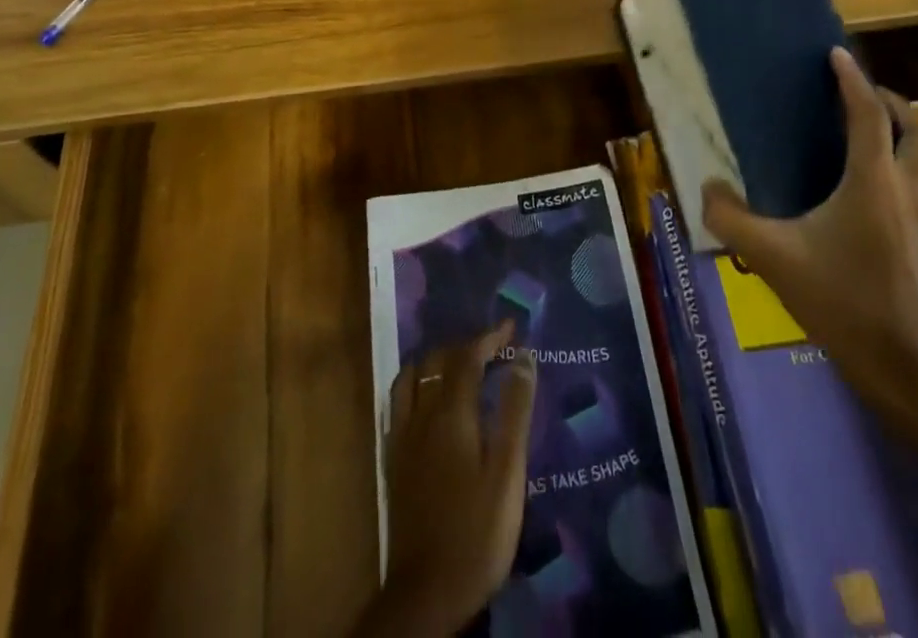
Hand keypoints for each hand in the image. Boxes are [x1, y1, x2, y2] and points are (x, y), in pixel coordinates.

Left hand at [356, 321, 536, 637]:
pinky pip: (399, 401)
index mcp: (451, 413)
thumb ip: (515, 411)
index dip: (489, 337)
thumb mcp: (508, 473)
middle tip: (492, 349)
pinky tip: (427, 400)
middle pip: (437, 361)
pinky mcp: (393, 459)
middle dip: (464, 347)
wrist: (427, 591)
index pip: (467, 357)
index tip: (511, 327)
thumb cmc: (477, 532)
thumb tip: (524, 357)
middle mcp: (421, 414)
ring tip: (458, 366)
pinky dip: (416, 384)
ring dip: (435, 361)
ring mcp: (402, 436)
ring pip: (413, 377)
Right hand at [702, 46, 917, 413]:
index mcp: (872, 183)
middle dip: (896, 104)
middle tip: (864, 97)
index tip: (835, 55)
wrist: (900, 369)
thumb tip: (708, 187)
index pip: (868, 115)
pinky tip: (900, 187)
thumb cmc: (838, 302)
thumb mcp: (770, 257)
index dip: (852, 80)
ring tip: (887, 131)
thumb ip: (729, 218)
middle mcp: (908, 191)